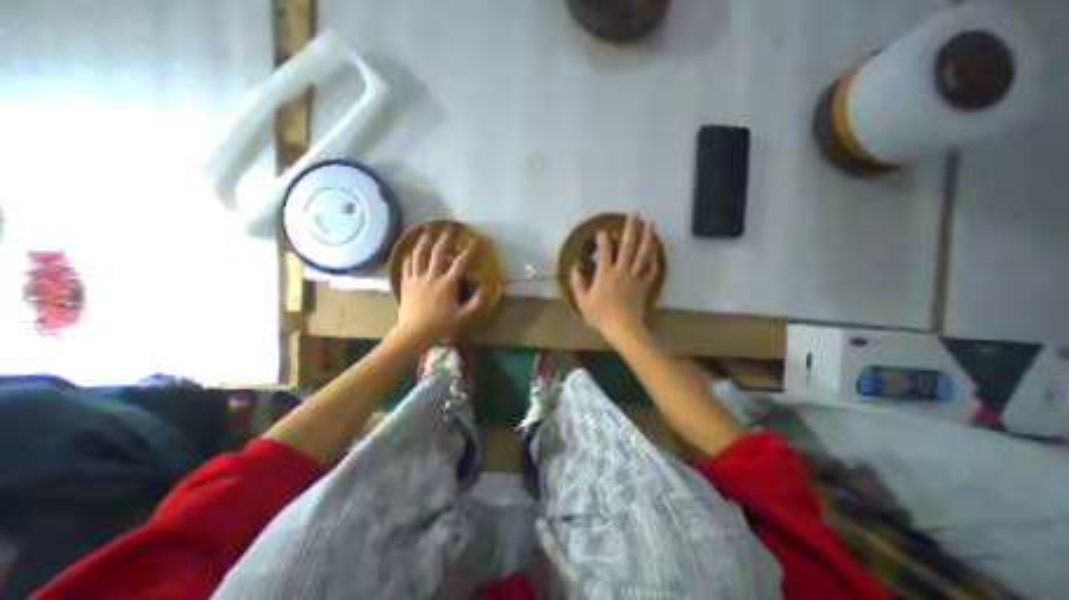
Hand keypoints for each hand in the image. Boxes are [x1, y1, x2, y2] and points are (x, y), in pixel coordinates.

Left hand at [396, 226, 486, 348]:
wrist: (415, 333)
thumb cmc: (441, 325)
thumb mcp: (464, 316)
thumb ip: (477, 301)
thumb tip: (486, 287)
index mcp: (447, 283)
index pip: (461, 262)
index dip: (470, 250)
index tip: (476, 241)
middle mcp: (432, 276)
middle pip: (438, 252)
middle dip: (445, 238)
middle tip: (449, 227)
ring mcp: (417, 278)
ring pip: (419, 254)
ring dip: (424, 240)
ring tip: (427, 230)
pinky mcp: (406, 283)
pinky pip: (406, 265)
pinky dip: (409, 256)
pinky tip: (410, 251)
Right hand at [568, 212, 661, 339]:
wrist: (623, 328)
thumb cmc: (600, 316)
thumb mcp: (582, 301)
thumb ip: (577, 283)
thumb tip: (575, 268)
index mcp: (605, 274)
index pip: (604, 252)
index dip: (602, 239)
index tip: (601, 231)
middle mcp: (622, 271)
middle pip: (628, 247)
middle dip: (631, 229)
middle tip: (634, 214)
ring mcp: (635, 277)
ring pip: (643, 255)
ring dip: (647, 238)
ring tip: (650, 225)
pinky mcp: (643, 286)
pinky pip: (651, 271)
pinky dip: (654, 261)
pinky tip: (654, 252)